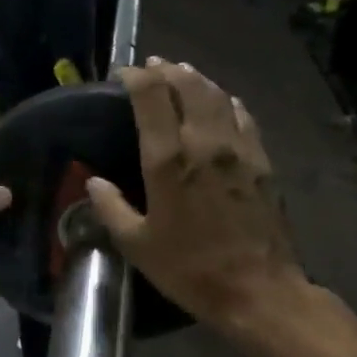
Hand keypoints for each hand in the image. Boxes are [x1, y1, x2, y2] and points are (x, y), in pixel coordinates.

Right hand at [86, 59, 305, 333]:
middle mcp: (205, 143)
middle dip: (167, 70)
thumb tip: (94, 183)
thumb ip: (111, 208)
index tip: (122, 75)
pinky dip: (227, 101)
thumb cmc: (190, 269)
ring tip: (182, 73)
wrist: (257, 289)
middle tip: (152, 67)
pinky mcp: (262, 161)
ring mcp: (239, 148)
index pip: (151, 96)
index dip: (135, 77)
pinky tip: (223, 102)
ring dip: (197, 79)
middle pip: (188, 85)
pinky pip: (244, 116)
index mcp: (168, 160)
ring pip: (218, 95)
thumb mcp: (137, 246)